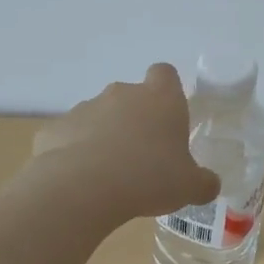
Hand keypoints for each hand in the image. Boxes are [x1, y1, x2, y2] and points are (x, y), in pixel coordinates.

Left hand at [29, 64, 221, 220]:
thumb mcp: (189, 186)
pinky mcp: (54, 129)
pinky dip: (74, 154)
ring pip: (99, 116)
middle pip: (130, 96)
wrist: (82, 189)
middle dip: (135, 119)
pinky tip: (80, 182)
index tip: (169, 115)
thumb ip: (203, 182)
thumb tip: (210, 184)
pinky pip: (69, 138)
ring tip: (109, 175)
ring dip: (104, 136)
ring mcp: (84, 108)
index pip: (165, 73)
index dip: (167, 90)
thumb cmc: (149, 177)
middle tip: (143, 156)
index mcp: (160, 99)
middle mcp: (122, 94)